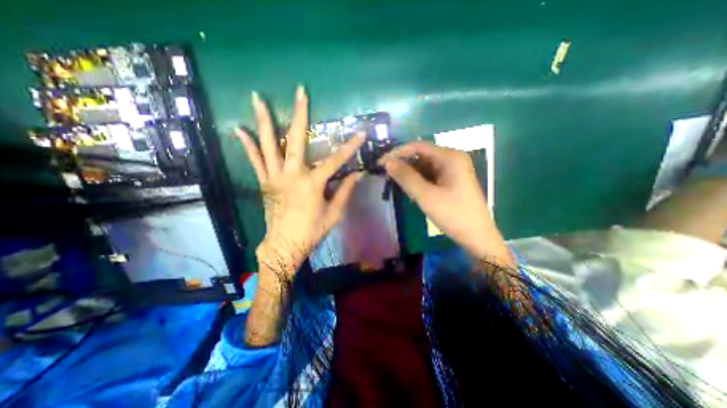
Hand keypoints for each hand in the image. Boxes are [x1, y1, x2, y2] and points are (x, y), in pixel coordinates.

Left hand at [238, 84, 365, 277]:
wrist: (284, 244)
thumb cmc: (311, 231)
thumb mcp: (334, 213)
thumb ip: (345, 191)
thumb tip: (359, 175)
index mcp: (312, 184)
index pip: (335, 161)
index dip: (349, 147)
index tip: (360, 133)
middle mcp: (292, 175)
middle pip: (296, 140)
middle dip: (300, 115)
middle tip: (300, 92)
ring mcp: (274, 177)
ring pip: (268, 145)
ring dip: (264, 120)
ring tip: (257, 98)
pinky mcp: (264, 182)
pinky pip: (255, 161)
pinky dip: (248, 145)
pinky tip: (239, 129)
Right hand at [380, 142, 509, 264]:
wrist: (477, 237)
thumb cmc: (453, 215)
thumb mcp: (426, 196)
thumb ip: (406, 177)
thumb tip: (387, 162)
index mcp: (450, 157)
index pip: (418, 146)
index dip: (397, 153)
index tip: (381, 163)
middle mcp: (452, 159)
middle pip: (422, 155)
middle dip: (404, 164)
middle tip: (387, 176)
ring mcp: (453, 170)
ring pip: (425, 166)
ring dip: (410, 174)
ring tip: (399, 186)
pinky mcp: (451, 181)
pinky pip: (430, 175)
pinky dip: (419, 181)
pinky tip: (412, 191)